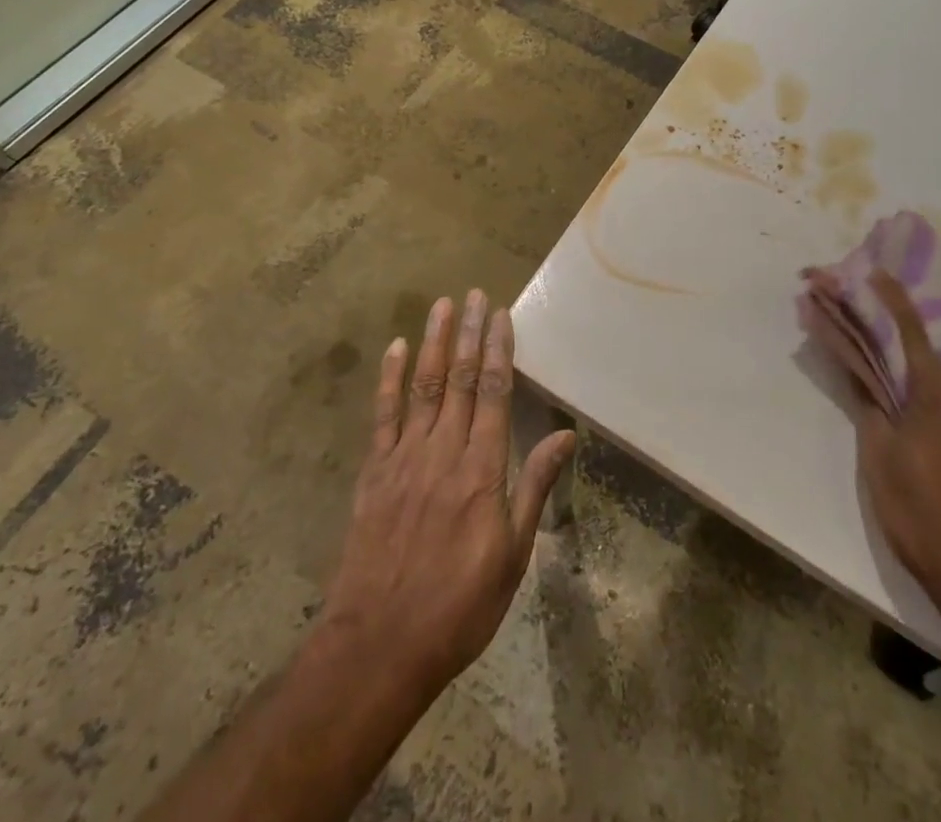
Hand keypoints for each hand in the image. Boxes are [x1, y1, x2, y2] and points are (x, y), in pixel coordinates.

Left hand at [319, 291, 575, 703]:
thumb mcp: (512, 555)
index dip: (498, 350)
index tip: (501, 315)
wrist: (379, 646)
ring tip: (442, 305)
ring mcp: (404, 459)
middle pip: (458, 379)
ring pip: (423, 387)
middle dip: (468, 333)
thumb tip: (566, 435)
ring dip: (433, 342)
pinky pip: (382, 416)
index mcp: (481, 470)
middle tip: (475, 293)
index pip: (493, 393)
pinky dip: (389, 379)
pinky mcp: (374, 473)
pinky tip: (395, 349)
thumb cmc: (458, 606)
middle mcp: (443, 452)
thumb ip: (534, 488)